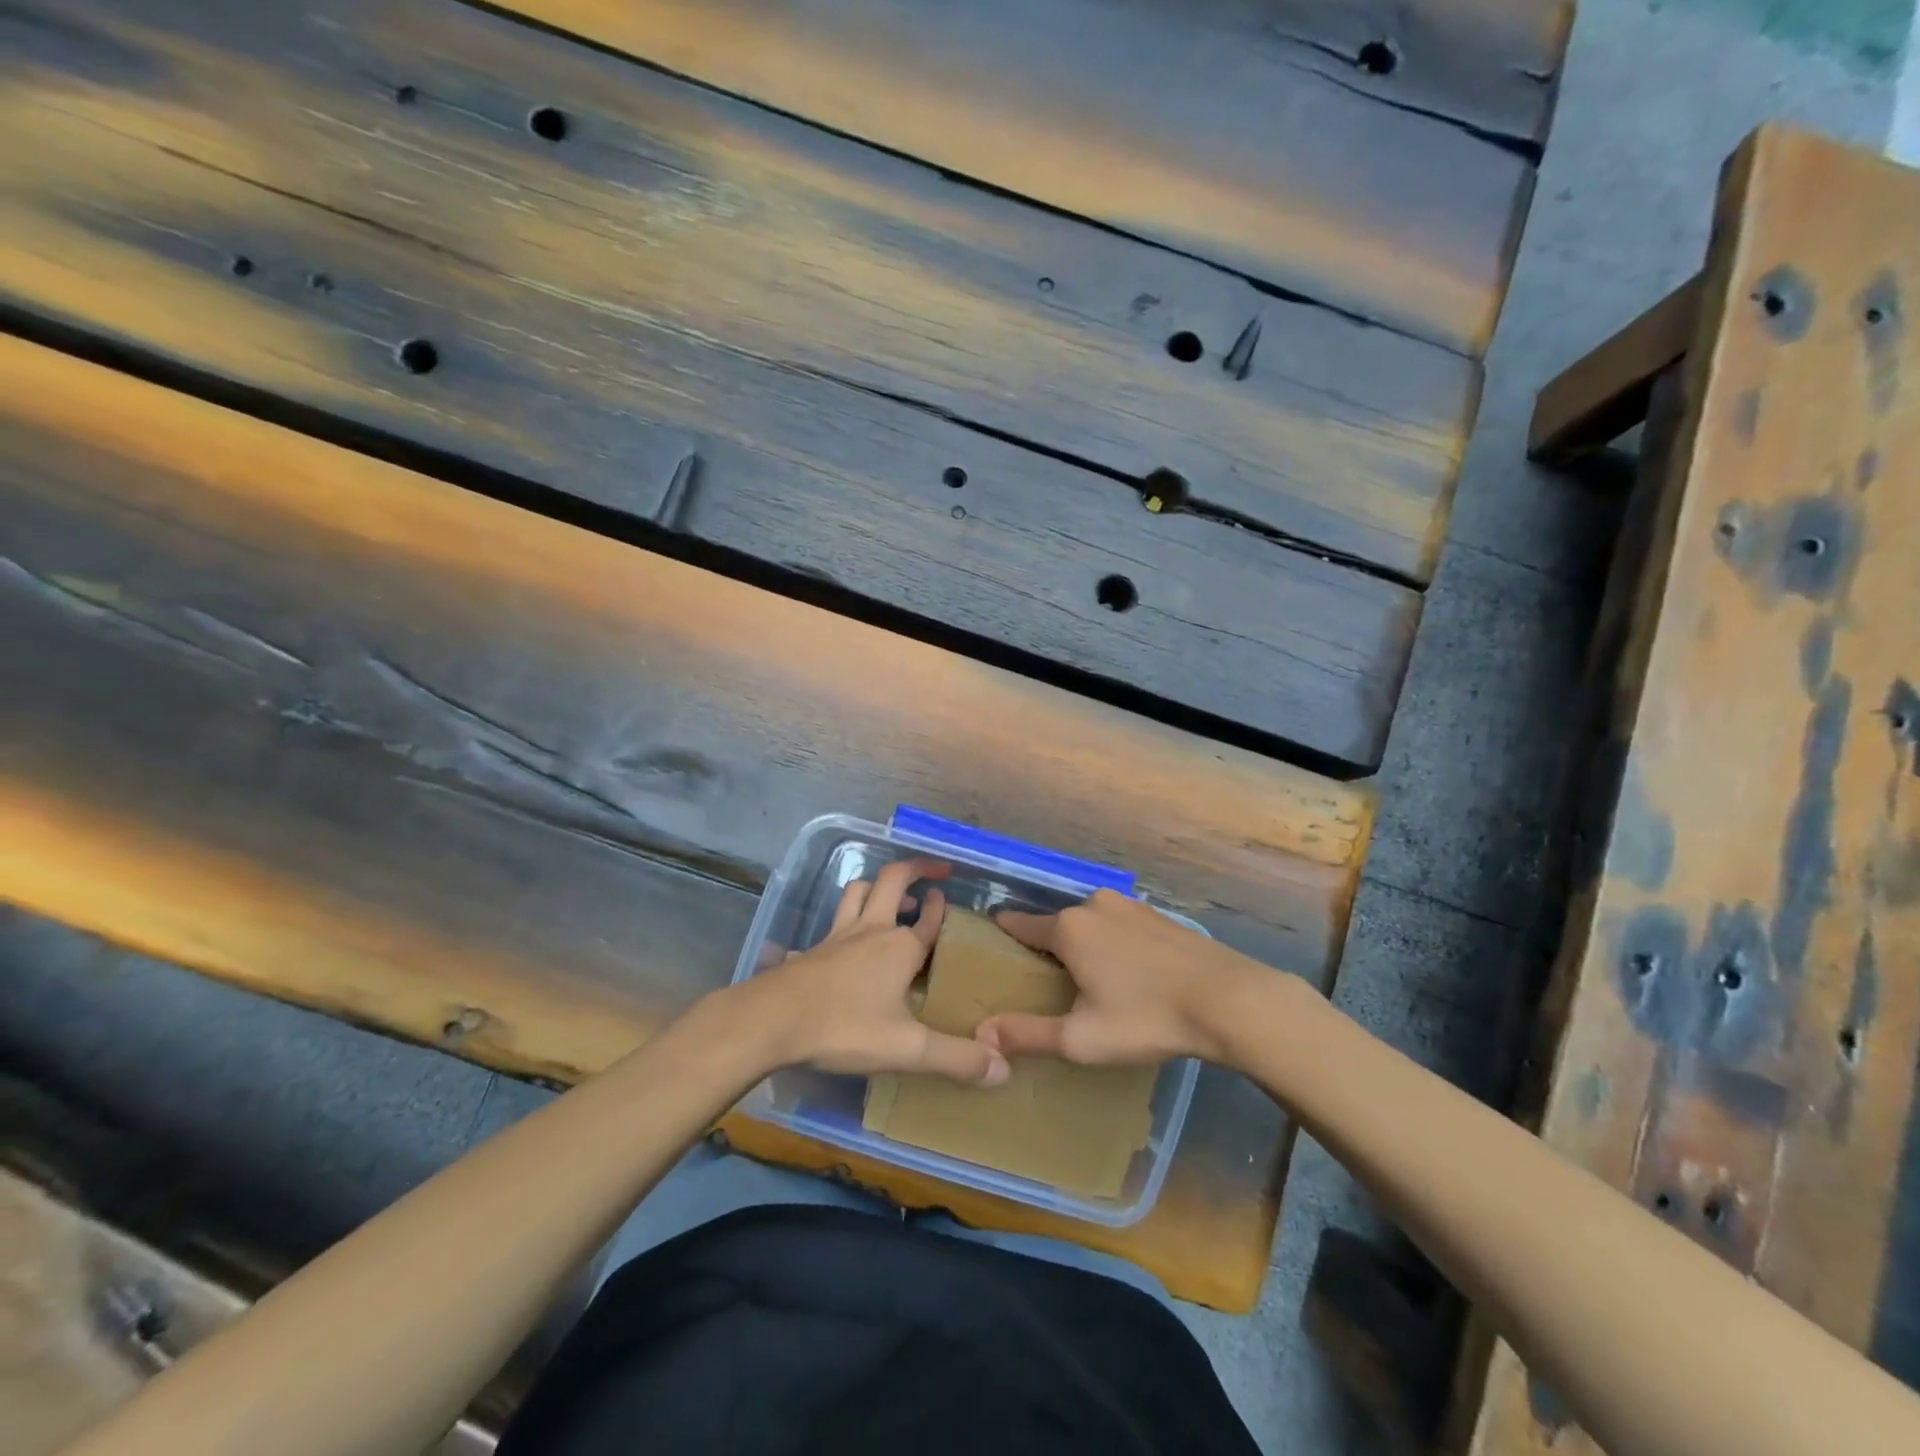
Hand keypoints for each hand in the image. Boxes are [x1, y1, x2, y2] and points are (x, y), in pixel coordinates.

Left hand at [745, 858, 1010, 1085]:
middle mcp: (871, 931)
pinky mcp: (812, 949)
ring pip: (858, 891)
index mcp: (900, 948)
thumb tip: (1004, 1069)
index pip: (929, 918)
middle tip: (933, 869)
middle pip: (893, 881)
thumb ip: (955, 1058)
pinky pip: (832, 921)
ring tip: (891, 896)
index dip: (941, 906)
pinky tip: (843, 938)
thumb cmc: (844, 1028)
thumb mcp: (906, 1049)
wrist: (771, 1020)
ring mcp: (838, 936)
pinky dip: (845, 917)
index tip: (947, 895)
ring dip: (877, 886)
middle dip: (915, 868)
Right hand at [977, 889, 1260, 1065]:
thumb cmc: (1146, 1018)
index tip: (992, 941)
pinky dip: (1114, 944)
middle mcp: (1095, 906)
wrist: (1230, 1001)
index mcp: (1069, 929)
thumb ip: (1028, 1034)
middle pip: (1058, 926)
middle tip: (1047, 982)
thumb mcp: (1081, 1038)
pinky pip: (1120, 926)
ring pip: (1092, 924)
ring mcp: (1131, 907)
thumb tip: (982, 1033)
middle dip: (1049, 948)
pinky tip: (1128, 972)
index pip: (1021, 925)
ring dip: (1085, 946)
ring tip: (1089, 980)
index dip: (1005, 934)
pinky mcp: (1159, 916)